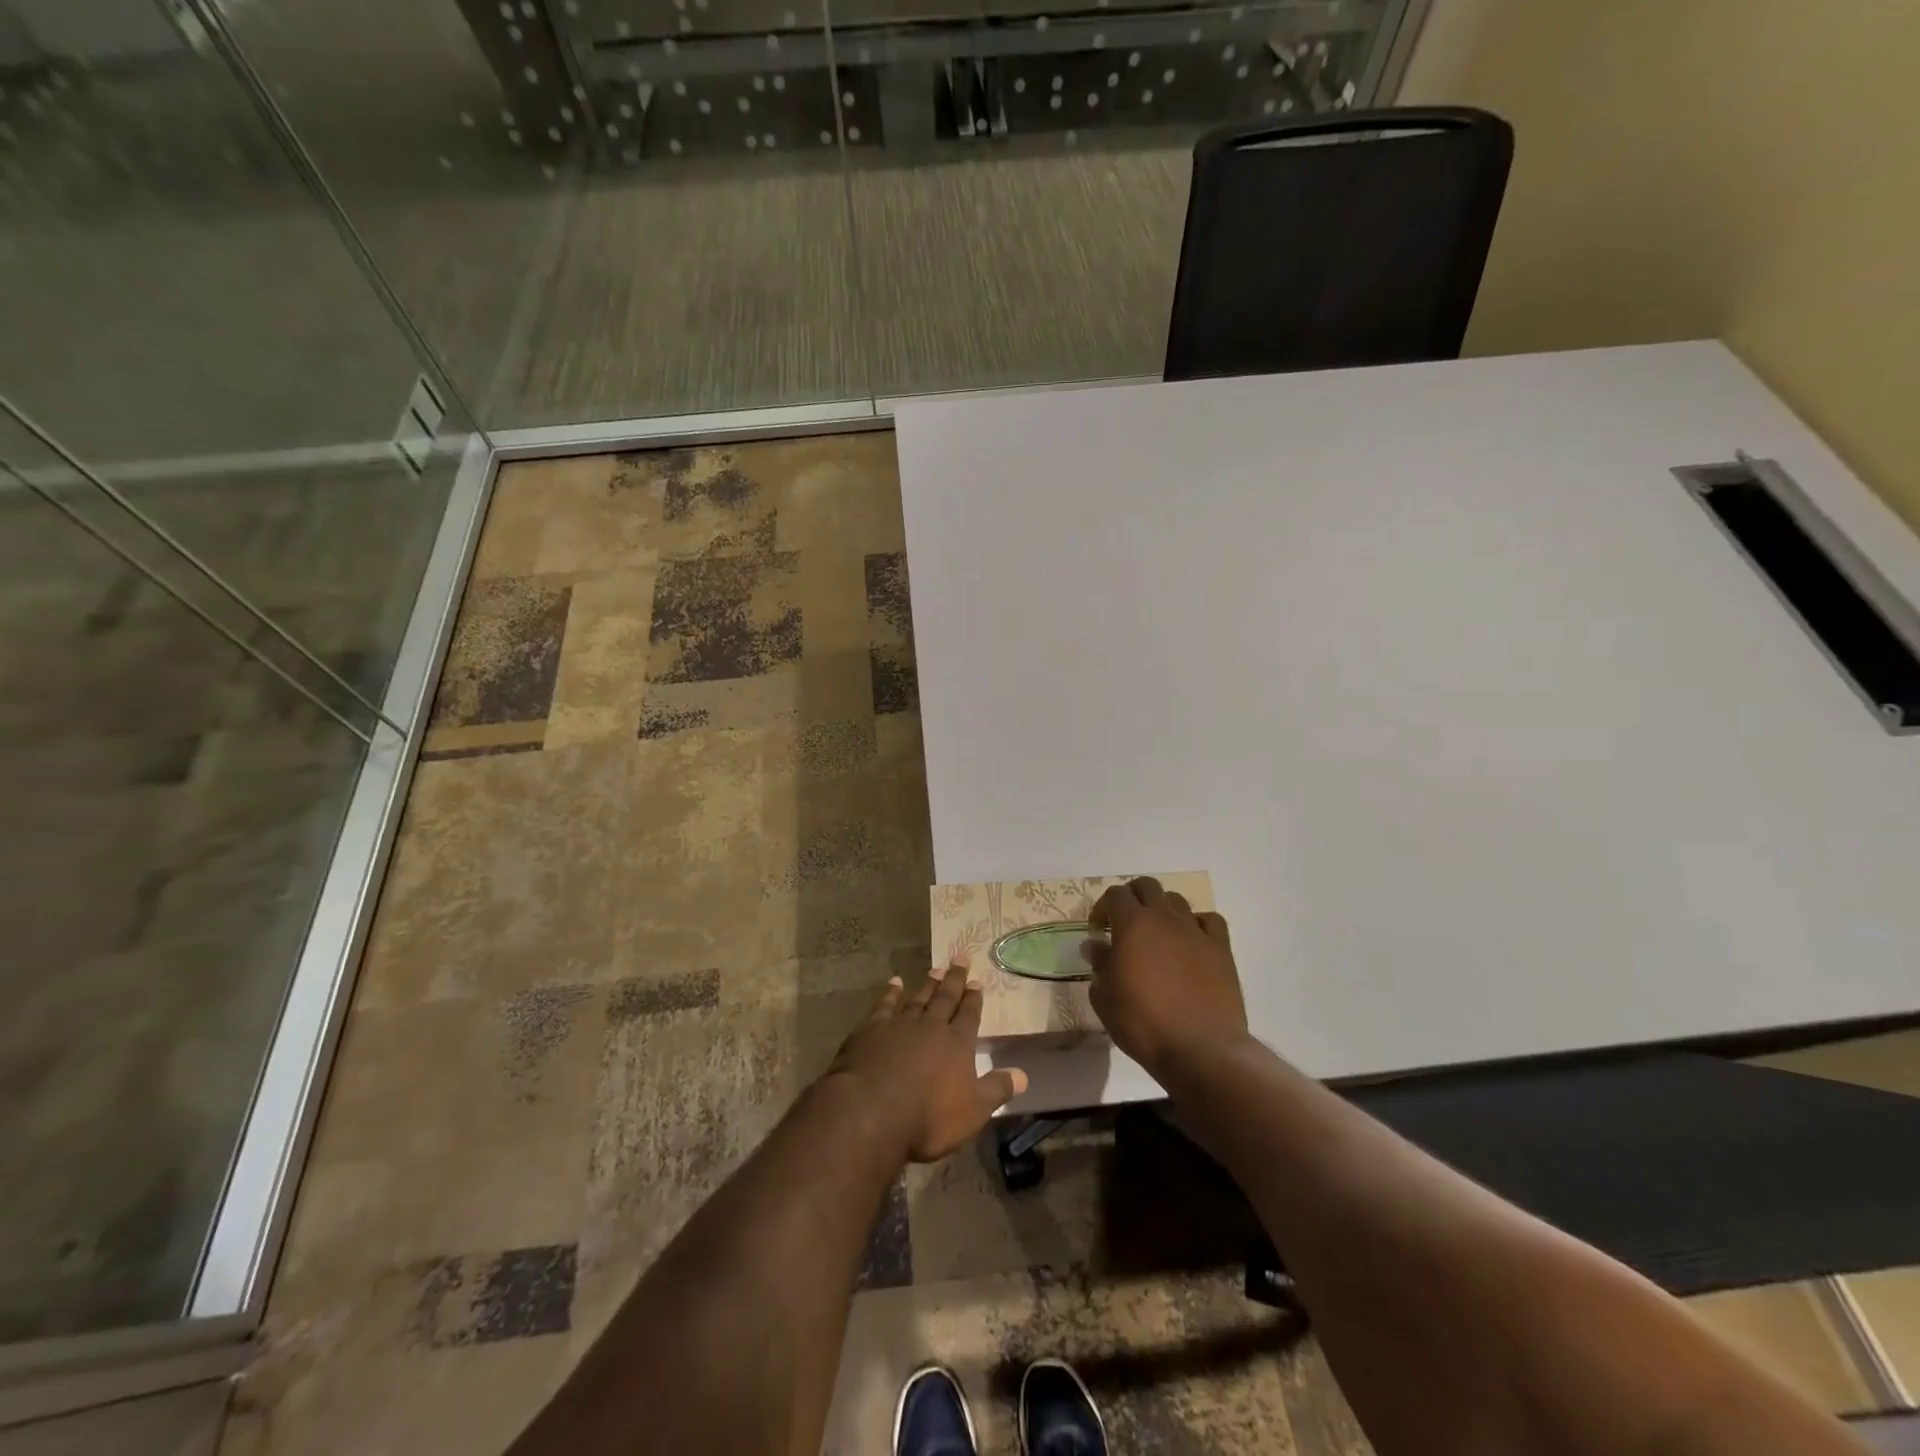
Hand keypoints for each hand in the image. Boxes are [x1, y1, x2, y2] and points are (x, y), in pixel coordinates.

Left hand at [827, 960, 1028, 1162]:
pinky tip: (895, 983)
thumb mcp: (973, 1111)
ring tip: (936, 968)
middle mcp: (931, 1027)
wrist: (871, 1111)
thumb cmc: (928, 1117)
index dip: (974, 999)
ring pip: (918, 998)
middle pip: (946, 998)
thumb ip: (997, 1089)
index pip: (969, 1015)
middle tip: (960, 957)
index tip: (977, 982)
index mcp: (957, 1044)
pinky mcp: (871, 1029)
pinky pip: (884, 1005)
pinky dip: (890, 993)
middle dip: (955, 979)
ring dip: (928, 984)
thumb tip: (1023, 1075)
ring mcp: (900, 1025)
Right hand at [1087, 877, 1248, 1076]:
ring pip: (1177, 900)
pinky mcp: (1221, 948)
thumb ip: (1099, 964)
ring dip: (1162, 910)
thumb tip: (1095, 945)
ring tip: (1158, 935)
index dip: (1103, 907)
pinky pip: (1209, 920)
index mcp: (1132, 925)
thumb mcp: (1105, 998)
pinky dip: (1197, 924)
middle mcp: (1164, 918)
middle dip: (1132, 898)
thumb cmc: (1143, 1023)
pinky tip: (1191, 943)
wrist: (1200, 1049)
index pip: (1115, 894)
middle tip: (1125, 924)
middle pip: (1147, 886)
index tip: (1098, 931)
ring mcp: (1196, 931)